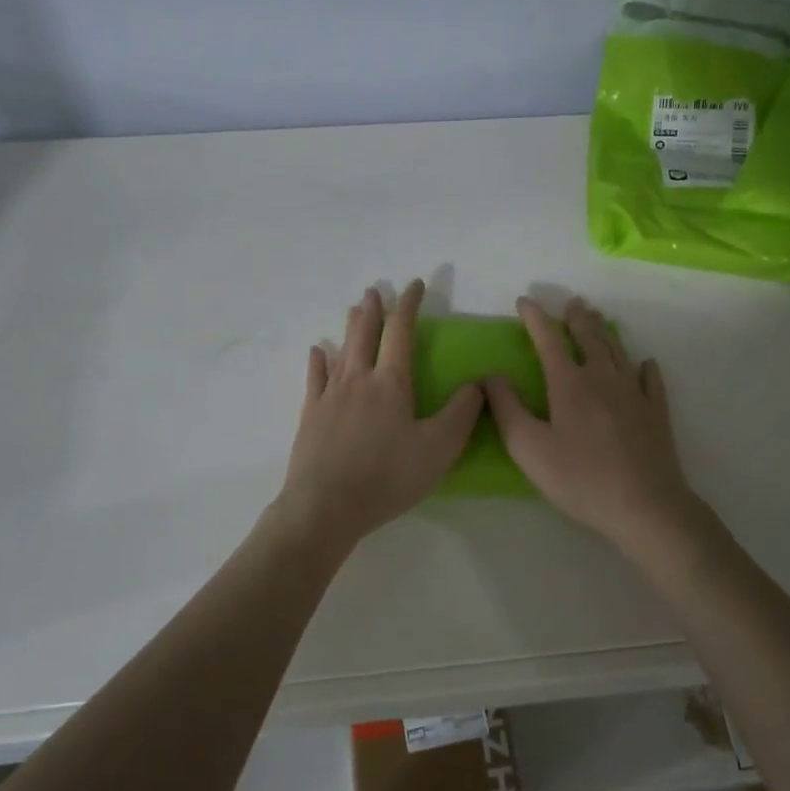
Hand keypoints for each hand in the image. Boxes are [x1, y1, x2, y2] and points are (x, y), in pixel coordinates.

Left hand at [273, 280, 484, 548]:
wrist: (325, 505)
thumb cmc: (387, 477)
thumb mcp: (439, 448)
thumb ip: (462, 413)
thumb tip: (478, 383)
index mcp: (390, 383)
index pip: (401, 332)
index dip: (409, 305)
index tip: (415, 285)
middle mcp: (358, 379)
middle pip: (365, 334)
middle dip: (374, 310)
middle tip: (376, 290)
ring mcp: (330, 396)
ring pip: (341, 350)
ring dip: (350, 327)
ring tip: (353, 309)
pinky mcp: (311, 415)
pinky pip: (315, 378)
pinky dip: (319, 361)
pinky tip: (318, 351)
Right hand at [485, 296, 706, 556]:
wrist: (645, 505)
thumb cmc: (580, 478)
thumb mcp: (528, 447)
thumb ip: (507, 408)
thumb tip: (491, 375)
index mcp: (569, 383)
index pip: (548, 340)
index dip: (534, 318)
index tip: (524, 301)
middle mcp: (603, 378)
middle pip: (589, 337)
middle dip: (577, 318)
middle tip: (573, 302)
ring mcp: (634, 393)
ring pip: (618, 351)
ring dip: (604, 332)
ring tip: (598, 320)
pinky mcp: (656, 412)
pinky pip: (650, 379)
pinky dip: (644, 367)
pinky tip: (645, 363)